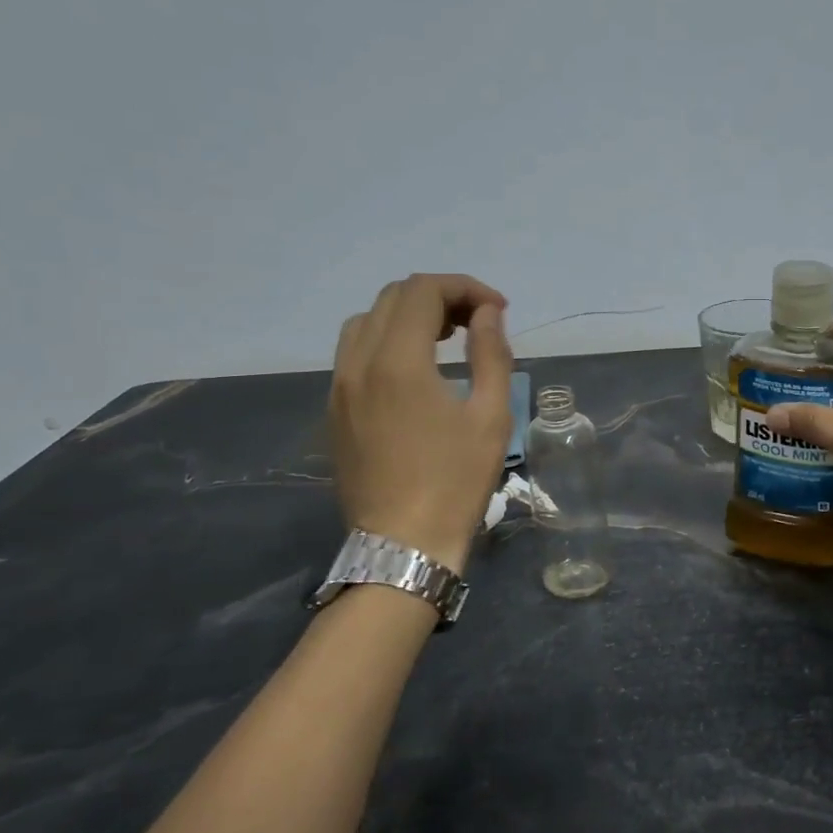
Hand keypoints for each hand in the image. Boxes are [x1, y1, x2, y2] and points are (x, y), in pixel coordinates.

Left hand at [330, 274, 513, 572]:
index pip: (423, 291)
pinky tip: (416, 368)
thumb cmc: (456, 481)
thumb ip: (491, 354)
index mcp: (398, 362)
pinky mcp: (335, 410)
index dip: (465, 288)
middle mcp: (358, 363)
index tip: (498, 311)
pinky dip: (387, 340)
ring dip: (409, 315)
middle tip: (478, 322)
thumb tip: (487, 314)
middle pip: (393, 298)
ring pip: (367, 321)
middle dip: (440, 297)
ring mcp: (340, 387)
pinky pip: (354, 352)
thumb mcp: (491, 417)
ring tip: (447, 338)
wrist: (403, 543)